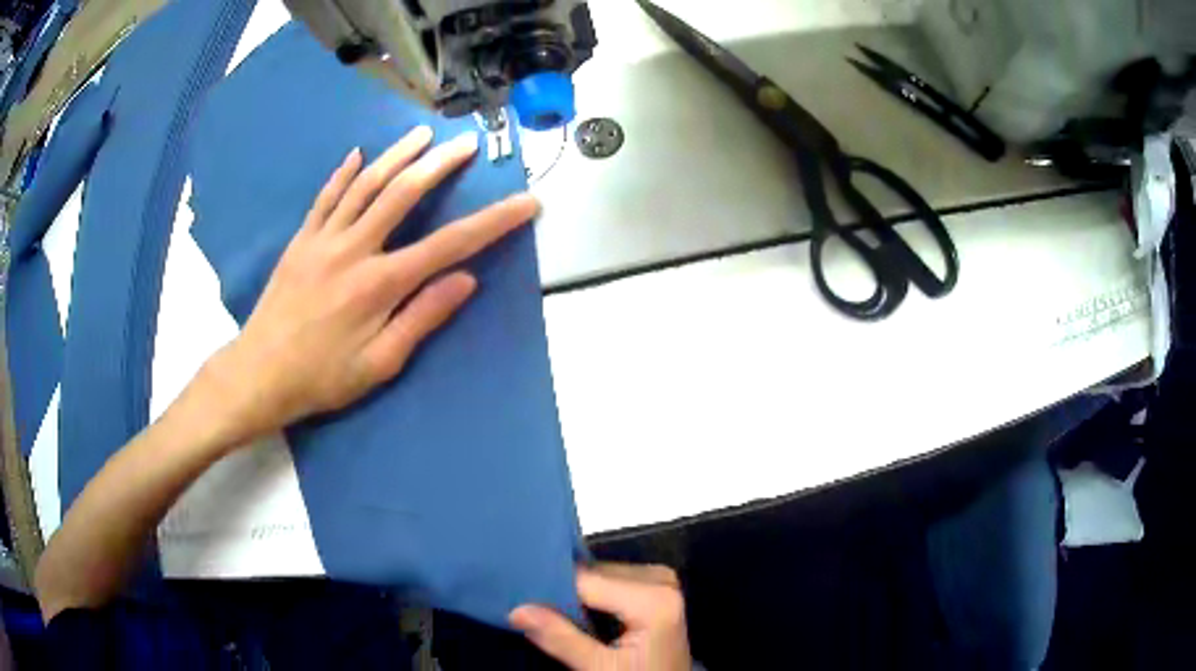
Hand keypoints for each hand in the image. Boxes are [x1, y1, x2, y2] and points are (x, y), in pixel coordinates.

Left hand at [203, 126, 538, 443]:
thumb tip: (466, 280)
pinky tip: (356, 154)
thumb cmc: (322, 377)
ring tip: (422, 134)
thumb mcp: (380, 364)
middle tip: (467, 144)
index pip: (449, 244)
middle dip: (441, 164)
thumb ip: (422, 317)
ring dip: (396, 155)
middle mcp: (354, 248)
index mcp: (380, 283)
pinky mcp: (301, 240)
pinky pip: (325, 197)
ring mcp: (323, 239)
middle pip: (404, 193)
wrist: (259, 375)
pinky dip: (343, 173)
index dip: (493, 222)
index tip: (526, 202)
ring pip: (365, 185)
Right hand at [510, 564, 691, 670]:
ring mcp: (662, 579)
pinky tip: (580, 614)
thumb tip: (516, 610)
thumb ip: (560, 639)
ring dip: (577, 595)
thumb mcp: (599, 669)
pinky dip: (593, 596)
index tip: (520, 602)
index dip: (549, 590)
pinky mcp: (657, 585)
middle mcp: (661, 579)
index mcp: (654, 598)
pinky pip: (612, 580)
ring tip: (556, 616)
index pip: (585, 580)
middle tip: (536, 612)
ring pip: (600, 574)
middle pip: (593, 574)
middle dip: (564, 593)